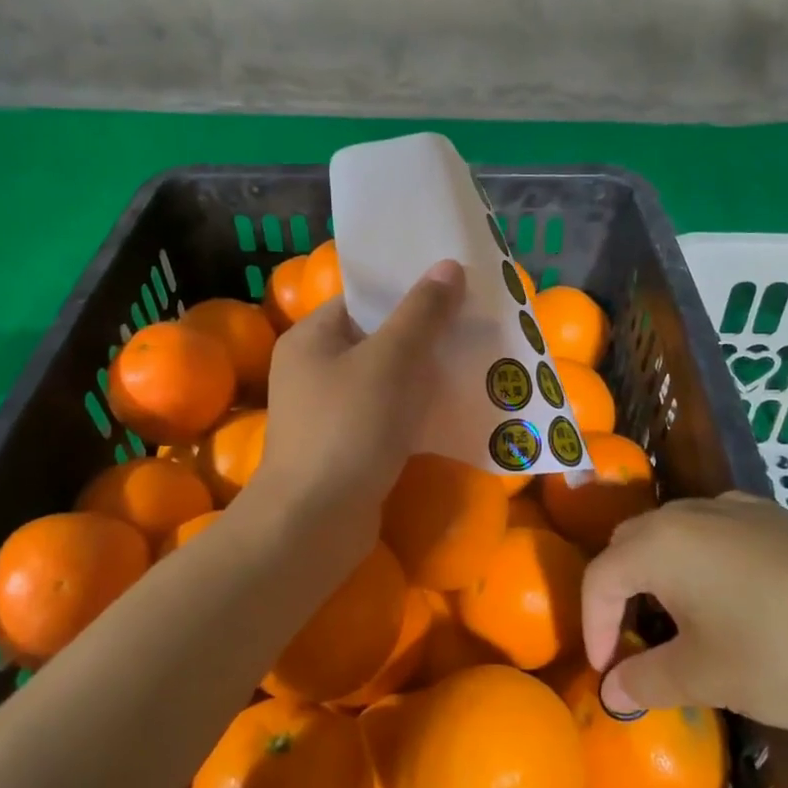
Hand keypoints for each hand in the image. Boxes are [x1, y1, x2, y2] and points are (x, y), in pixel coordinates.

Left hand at [247, 259, 466, 537]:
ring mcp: (328, 412)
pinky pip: (388, 415)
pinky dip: (417, 410)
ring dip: (426, 374)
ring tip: (476, 362)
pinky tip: (456, 409)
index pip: (363, 299)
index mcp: (312, 338)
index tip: (454, 289)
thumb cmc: (348, 428)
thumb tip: (448, 265)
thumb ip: (421, 313)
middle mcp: (314, 370)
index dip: (407, 291)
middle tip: (474, 325)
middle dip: (425, 334)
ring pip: (387, 380)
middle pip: (378, 339)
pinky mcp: (347, 447)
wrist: (314, 523)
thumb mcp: (390, 361)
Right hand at [581, 492, 787, 734]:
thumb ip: (648, 681)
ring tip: (685, 625)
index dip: (592, 625)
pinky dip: (706, 565)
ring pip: (677, 535)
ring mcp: (742, 509)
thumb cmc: (787, 655)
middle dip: (621, 592)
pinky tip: (740, 605)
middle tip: (635, 642)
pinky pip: (720, 535)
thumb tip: (612, 692)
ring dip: (664, 576)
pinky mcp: (783, 520)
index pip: (600, 575)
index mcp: (662, 542)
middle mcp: (693, 512)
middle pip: (632, 544)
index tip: (606, 672)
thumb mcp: (708, 677)